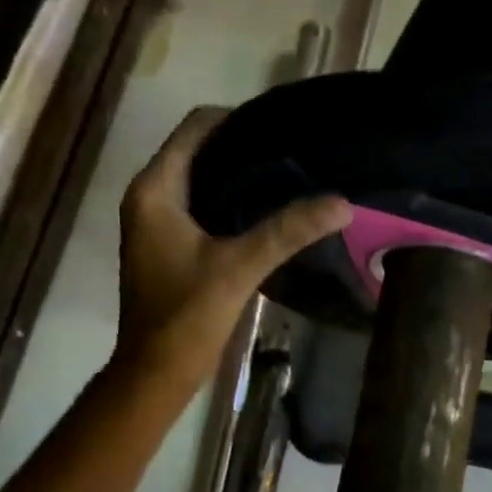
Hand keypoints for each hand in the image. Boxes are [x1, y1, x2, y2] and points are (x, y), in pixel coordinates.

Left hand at [115, 107, 349, 392]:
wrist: (156, 372)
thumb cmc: (186, 316)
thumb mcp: (239, 267)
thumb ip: (288, 231)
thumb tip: (342, 202)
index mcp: (155, 190)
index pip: (195, 128)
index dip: (237, 118)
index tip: (283, 124)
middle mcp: (149, 197)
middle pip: (198, 151)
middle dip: (243, 146)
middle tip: (294, 149)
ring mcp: (156, 222)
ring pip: (201, 180)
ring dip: (239, 175)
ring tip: (289, 174)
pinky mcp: (169, 244)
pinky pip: (201, 206)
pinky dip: (231, 202)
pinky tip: (267, 211)